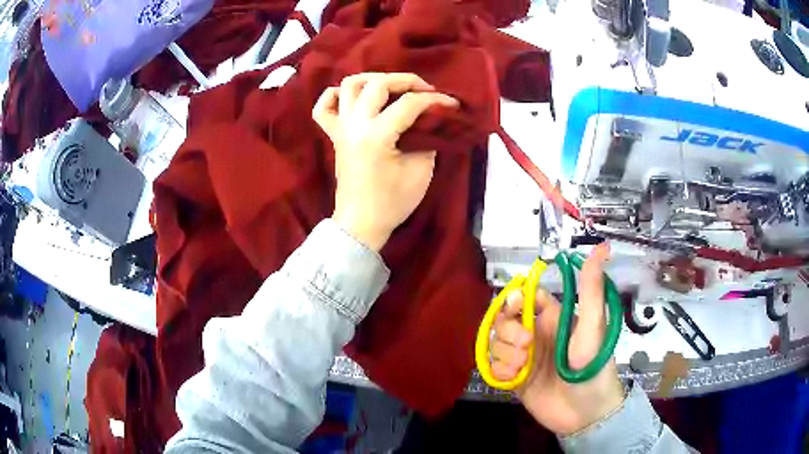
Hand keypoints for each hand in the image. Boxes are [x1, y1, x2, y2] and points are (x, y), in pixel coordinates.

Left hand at [312, 73, 458, 251]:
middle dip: (406, 80)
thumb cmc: (393, 202)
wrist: (361, 223)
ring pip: (349, 85)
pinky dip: (336, 95)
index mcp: (377, 136)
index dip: (435, 101)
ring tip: (392, 87)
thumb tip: (430, 120)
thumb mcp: (421, 172)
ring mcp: (341, 128)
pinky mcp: (334, 135)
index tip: (452, 104)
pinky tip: (353, 99)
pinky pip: (324, 107)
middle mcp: (355, 125)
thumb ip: (427, 139)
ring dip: (373, 79)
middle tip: (424, 90)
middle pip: (377, 84)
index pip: (409, 104)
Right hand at [490, 243, 624, 434]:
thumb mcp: (594, 327)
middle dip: (508, 331)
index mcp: (554, 318)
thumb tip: (602, 246)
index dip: (516, 299)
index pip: (527, 297)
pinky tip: (513, 379)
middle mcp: (537, 334)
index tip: (516, 309)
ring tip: (521, 368)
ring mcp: (525, 357)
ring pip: (498, 342)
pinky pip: (495, 366)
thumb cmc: (593, 367)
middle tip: (525, 348)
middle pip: (506, 319)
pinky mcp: (515, 378)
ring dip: (503, 353)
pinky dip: (499, 370)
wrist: (585, 414)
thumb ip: (591, 289)